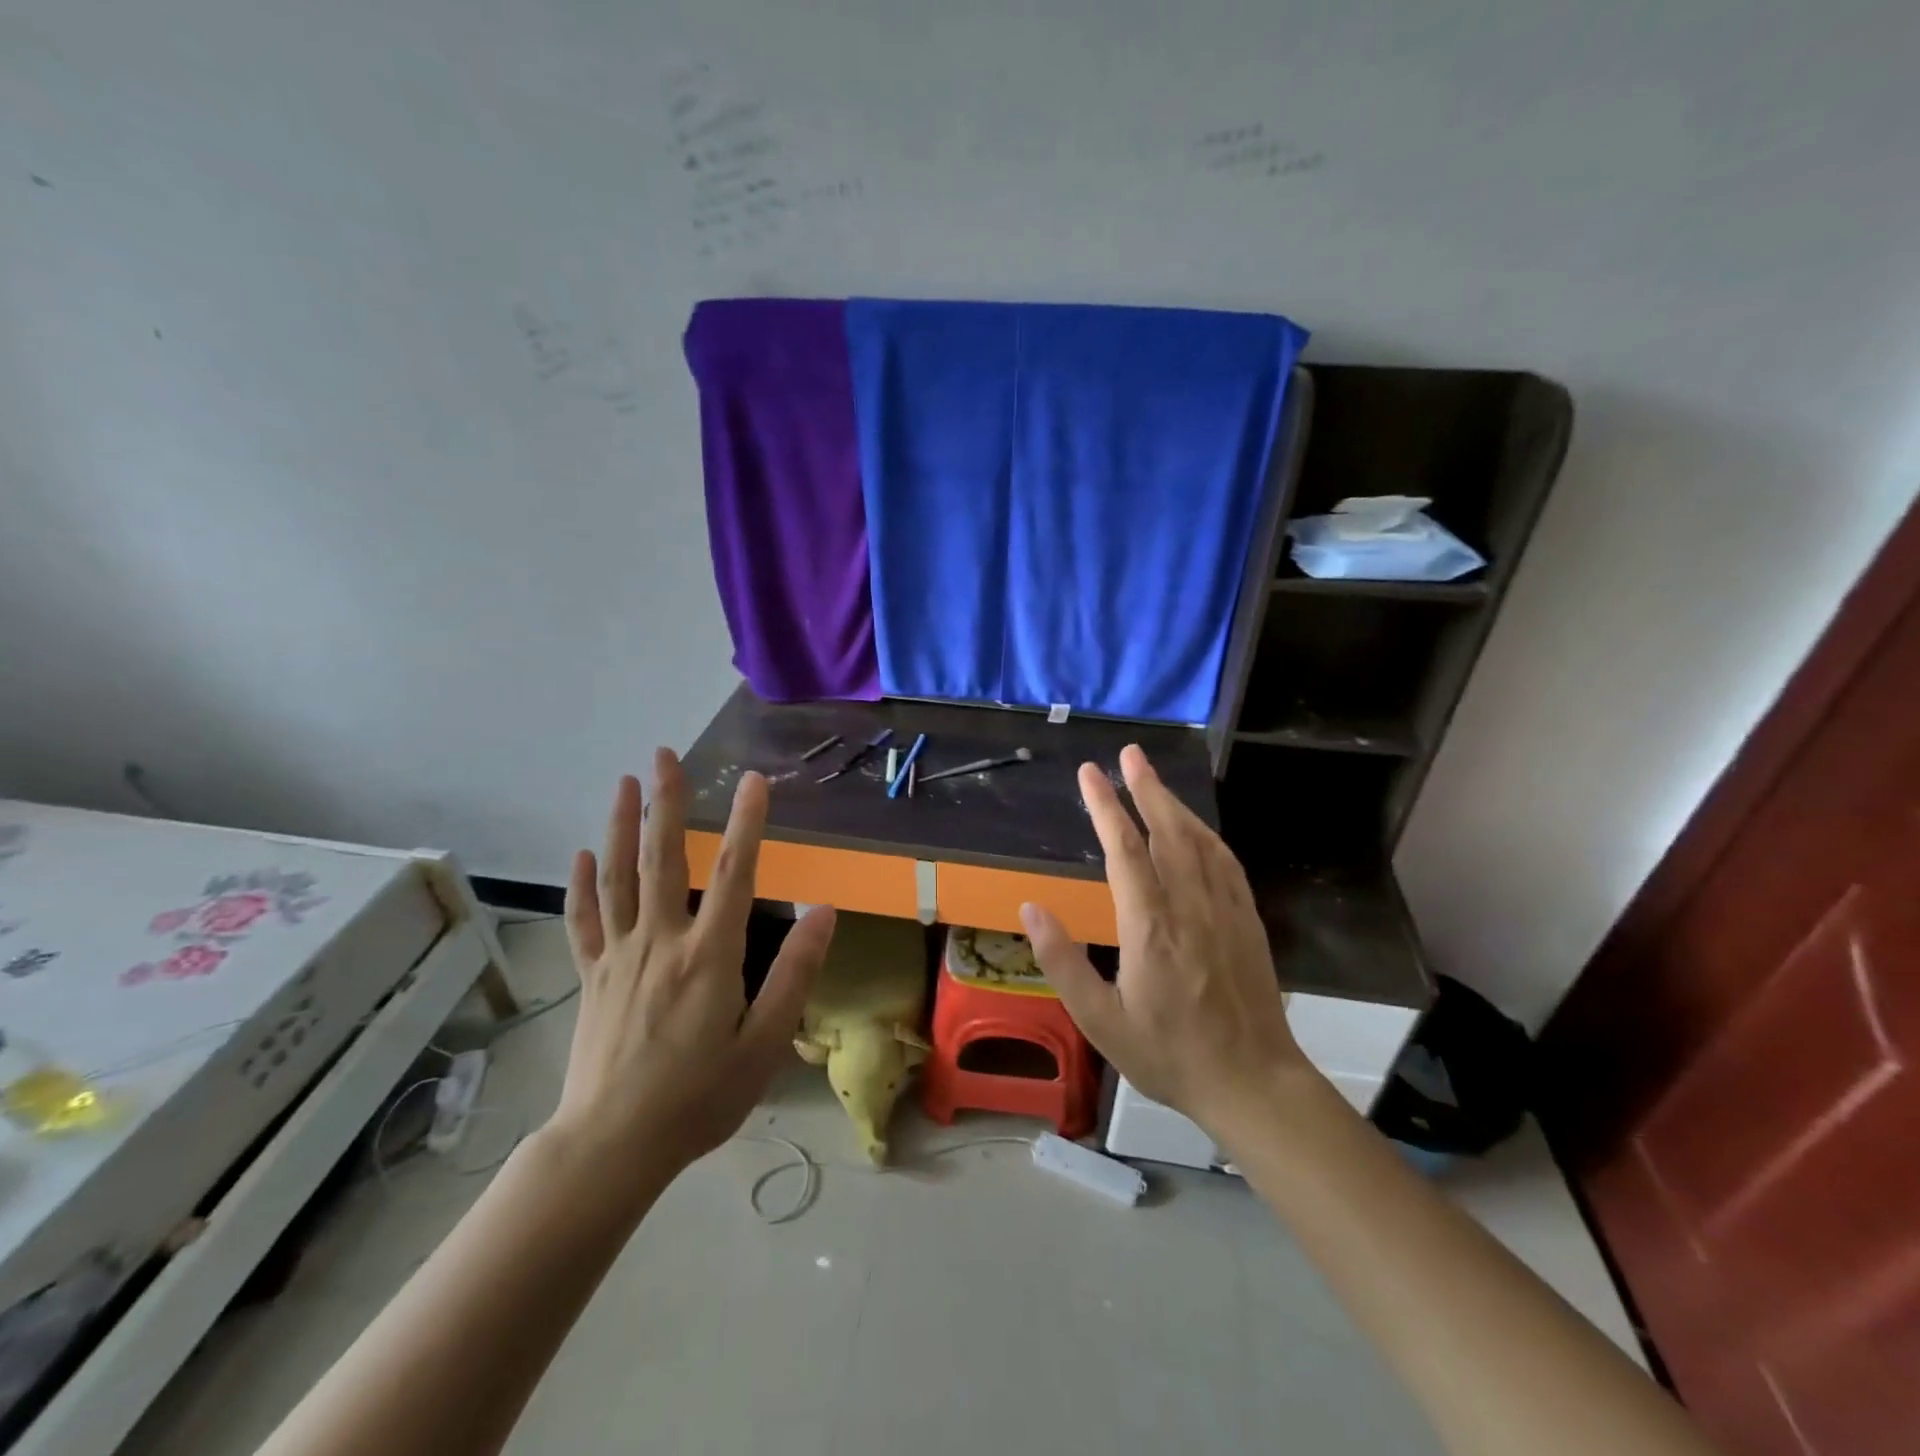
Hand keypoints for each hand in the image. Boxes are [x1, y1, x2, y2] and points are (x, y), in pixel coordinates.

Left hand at [552, 750, 835, 1187]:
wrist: (612, 1146)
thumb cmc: (699, 1097)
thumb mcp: (764, 1043)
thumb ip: (794, 973)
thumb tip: (824, 913)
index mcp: (708, 955)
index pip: (732, 873)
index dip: (745, 822)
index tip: (752, 780)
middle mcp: (661, 941)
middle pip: (661, 858)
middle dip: (665, 801)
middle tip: (664, 754)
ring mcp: (619, 956)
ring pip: (617, 877)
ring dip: (620, 825)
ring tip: (623, 782)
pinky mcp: (592, 976)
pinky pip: (584, 921)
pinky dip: (583, 884)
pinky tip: (583, 854)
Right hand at [1020, 744, 1309, 1135]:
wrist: (1252, 1082)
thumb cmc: (1168, 1054)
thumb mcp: (1100, 1020)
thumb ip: (1062, 961)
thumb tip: (1030, 908)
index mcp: (1149, 926)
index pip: (1123, 848)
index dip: (1104, 806)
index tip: (1089, 773)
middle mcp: (1189, 905)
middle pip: (1166, 830)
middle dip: (1145, 787)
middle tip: (1130, 753)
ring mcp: (1224, 909)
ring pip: (1198, 840)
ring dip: (1174, 803)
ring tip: (1153, 777)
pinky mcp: (1246, 919)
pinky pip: (1225, 862)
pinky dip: (1206, 833)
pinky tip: (1196, 827)